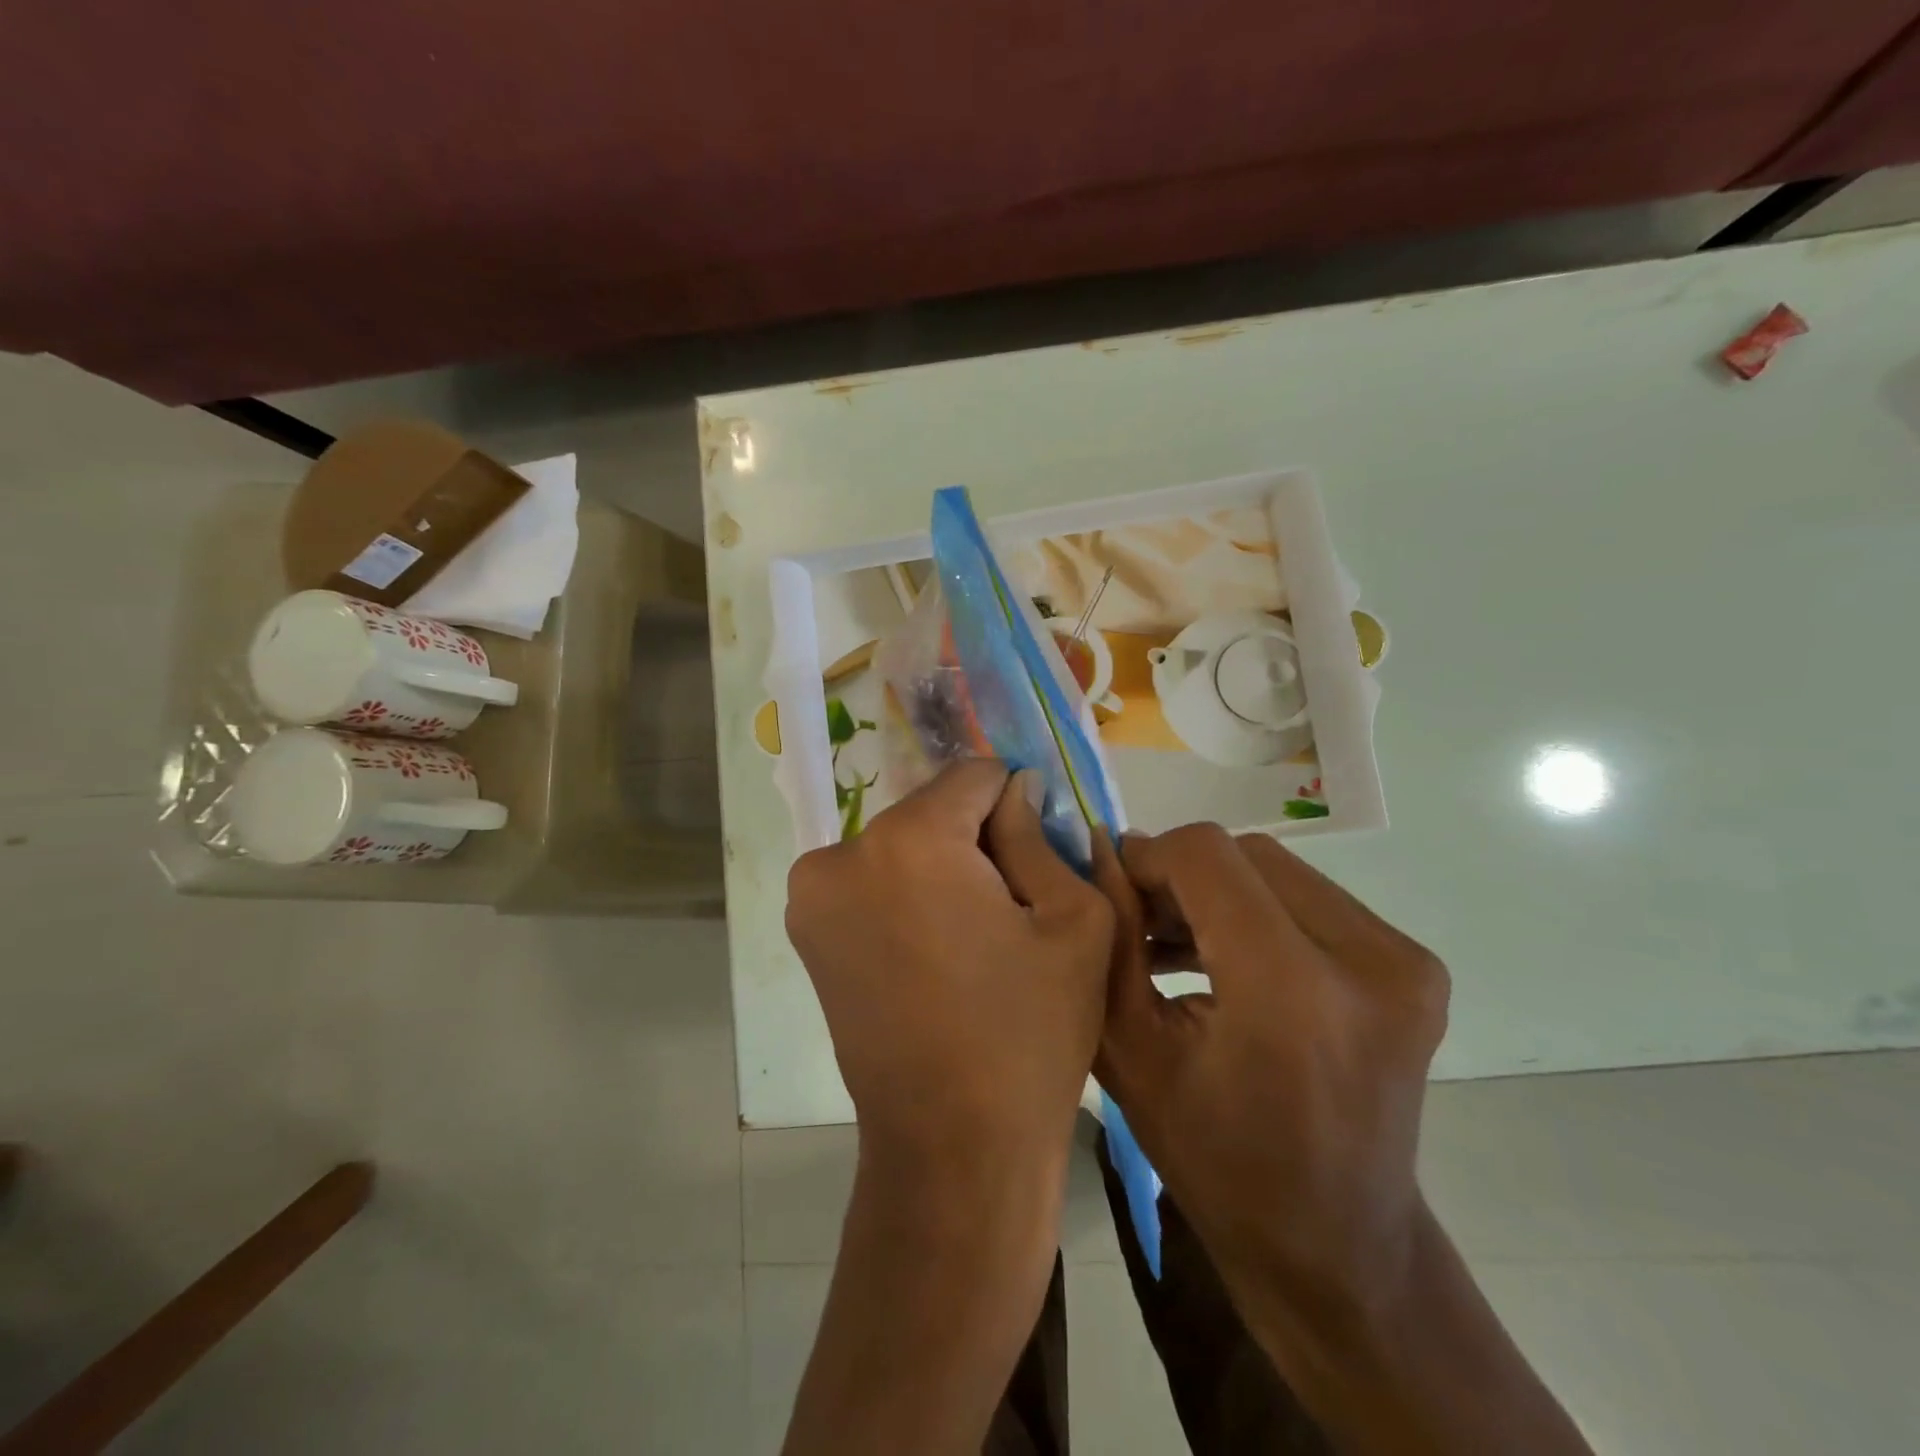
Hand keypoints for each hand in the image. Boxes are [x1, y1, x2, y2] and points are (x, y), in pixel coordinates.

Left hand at [787, 760, 1113, 1172]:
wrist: (952, 1146)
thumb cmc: (1030, 1033)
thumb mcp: (1074, 920)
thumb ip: (1037, 834)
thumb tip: (1014, 788)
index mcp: (910, 841)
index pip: (975, 777)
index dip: (1017, 806)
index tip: (1037, 852)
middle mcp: (842, 853)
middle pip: (933, 811)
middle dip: (975, 840)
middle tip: (1010, 906)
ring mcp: (811, 894)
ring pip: (901, 844)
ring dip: (939, 868)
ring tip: (972, 937)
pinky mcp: (804, 931)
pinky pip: (871, 881)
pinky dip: (905, 895)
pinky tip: (935, 952)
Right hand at [1093, 824, 1449, 1324]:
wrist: (1338, 1246)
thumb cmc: (1217, 1163)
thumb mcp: (1131, 1050)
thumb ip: (1111, 938)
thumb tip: (1102, 853)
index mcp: (1291, 990)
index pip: (1207, 856)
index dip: (1149, 858)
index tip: (1115, 889)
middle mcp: (1367, 960)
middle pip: (1246, 855)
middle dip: (1181, 874)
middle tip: (1141, 918)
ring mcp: (1402, 961)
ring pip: (1278, 871)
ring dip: (1218, 890)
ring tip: (1173, 937)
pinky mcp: (1413, 966)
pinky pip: (1311, 900)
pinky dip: (1257, 909)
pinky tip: (1218, 951)